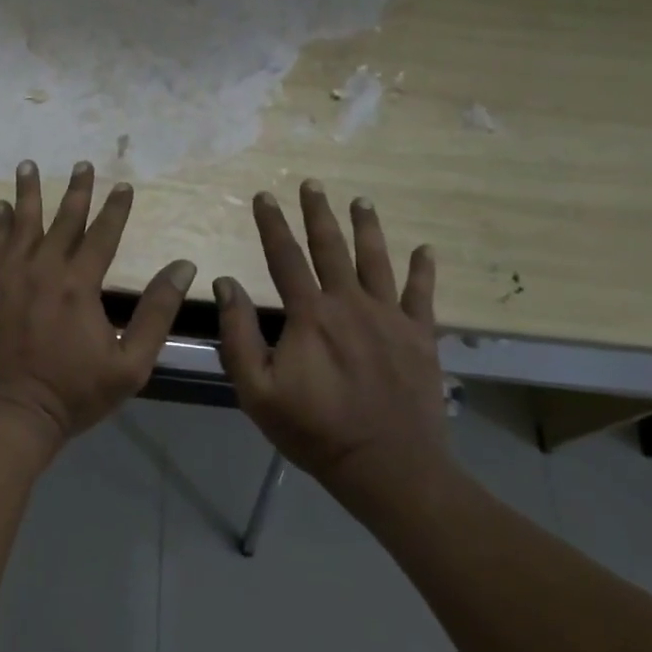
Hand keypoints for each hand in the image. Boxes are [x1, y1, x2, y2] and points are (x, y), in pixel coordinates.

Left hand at [0, 159, 195, 462]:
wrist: (10, 413)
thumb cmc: (74, 393)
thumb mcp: (130, 363)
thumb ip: (157, 312)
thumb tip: (183, 266)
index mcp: (79, 285)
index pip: (102, 235)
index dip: (115, 208)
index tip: (124, 185)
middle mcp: (43, 270)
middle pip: (63, 221)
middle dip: (76, 191)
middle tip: (83, 163)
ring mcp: (9, 277)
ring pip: (22, 224)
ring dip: (28, 193)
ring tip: (28, 165)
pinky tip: (0, 208)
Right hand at [215, 180, 449, 497]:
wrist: (387, 466)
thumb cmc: (314, 430)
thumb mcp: (257, 389)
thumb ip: (238, 333)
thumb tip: (226, 283)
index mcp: (310, 315)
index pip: (284, 257)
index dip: (272, 224)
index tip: (264, 196)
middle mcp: (350, 304)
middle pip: (331, 248)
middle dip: (318, 213)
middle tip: (312, 185)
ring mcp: (390, 317)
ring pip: (376, 261)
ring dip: (367, 228)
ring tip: (360, 201)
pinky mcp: (421, 337)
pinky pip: (423, 295)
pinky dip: (423, 270)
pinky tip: (425, 250)